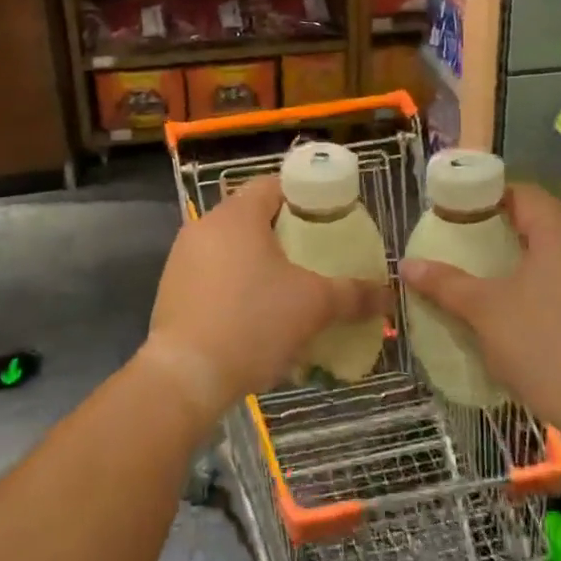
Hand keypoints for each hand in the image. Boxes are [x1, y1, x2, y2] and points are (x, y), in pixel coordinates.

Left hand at [142, 176, 392, 422]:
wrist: (185, 376)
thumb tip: (388, 294)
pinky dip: (236, 285)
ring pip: (232, 247)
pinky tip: (256, 316)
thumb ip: (353, 294)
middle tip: (315, 256)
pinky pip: (213, 274)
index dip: (304, 197)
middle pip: (253, 216)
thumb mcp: (313, 306)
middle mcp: (205, 226)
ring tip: (289, 289)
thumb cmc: (253, 323)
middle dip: (285, 234)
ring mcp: (183, 257)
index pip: (274, 185)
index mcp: (237, 215)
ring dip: (260, 262)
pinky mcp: (172, 289)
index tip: (328, 218)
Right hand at [399, 183, 560, 422]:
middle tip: (473, 253)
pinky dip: (555, 298)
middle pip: (545, 228)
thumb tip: (407, 265)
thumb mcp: (485, 313)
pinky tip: (535, 328)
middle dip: (507, 237)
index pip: (525, 194)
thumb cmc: (546, 347)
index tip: (462, 212)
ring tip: (499, 292)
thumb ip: (446, 284)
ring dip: (533, 270)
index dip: (491, 196)